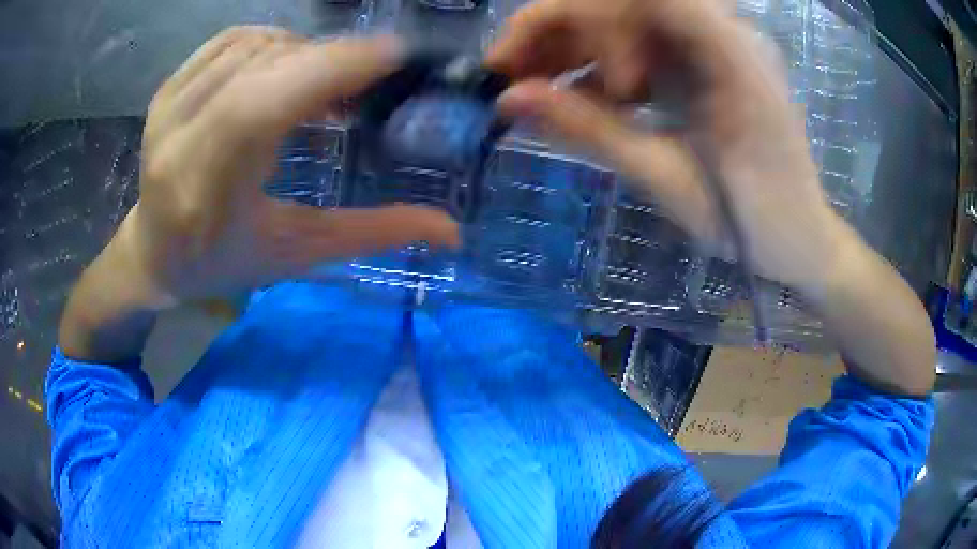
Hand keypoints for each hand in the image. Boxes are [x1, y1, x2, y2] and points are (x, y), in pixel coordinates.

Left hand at [118, 27, 458, 307]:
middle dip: (330, 59)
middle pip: (264, 66)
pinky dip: (271, 41)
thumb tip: (450, 230)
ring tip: (327, 79)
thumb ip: (370, 234)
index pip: (264, 105)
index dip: (332, 67)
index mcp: (206, 191)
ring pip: (252, 45)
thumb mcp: (295, 255)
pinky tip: (285, 65)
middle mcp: (178, 138)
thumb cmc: (222, 263)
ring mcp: (167, 107)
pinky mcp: (166, 90)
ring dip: (303, 51)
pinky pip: (230, 40)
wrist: (155, 253)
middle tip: (371, 75)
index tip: (393, 55)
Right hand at [487, 0, 851, 292]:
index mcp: (729, 52)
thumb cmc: (753, 223)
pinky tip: (575, 97)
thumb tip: (510, 100)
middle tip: (507, 76)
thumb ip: (591, 130)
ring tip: (529, 90)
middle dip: (556, 30)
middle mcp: (721, 33)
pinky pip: (640, 47)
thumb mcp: (669, 179)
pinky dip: (600, 68)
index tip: (523, 58)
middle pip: (623, 2)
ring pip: (624, 21)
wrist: (801, 240)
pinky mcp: (704, 65)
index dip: (573, 11)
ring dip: (571, 49)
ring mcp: (713, 47)